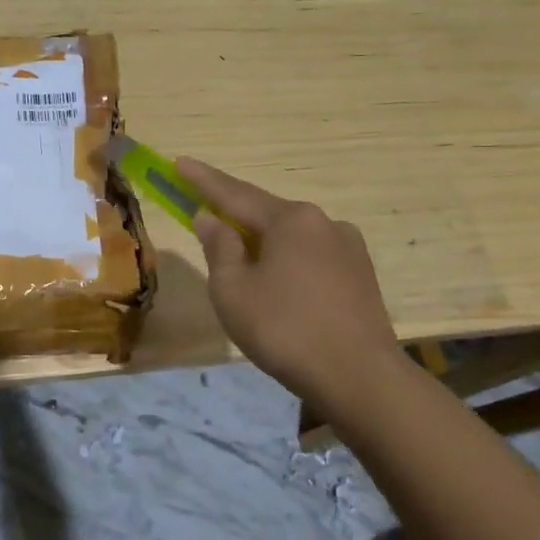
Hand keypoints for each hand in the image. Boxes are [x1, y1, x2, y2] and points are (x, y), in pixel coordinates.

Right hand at [176, 158, 402, 405]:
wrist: (360, 377)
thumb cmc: (285, 330)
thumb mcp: (233, 290)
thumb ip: (218, 248)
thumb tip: (210, 218)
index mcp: (290, 219)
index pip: (235, 193)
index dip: (202, 180)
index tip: (179, 162)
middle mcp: (323, 222)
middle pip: (266, 213)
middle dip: (234, 216)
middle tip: (205, 218)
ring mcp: (348, 248)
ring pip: (291, 237)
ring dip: (262, 244)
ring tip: (242, 266)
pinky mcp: (361, 275)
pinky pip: (311, 257)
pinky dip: (286, 263)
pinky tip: (279, 287)